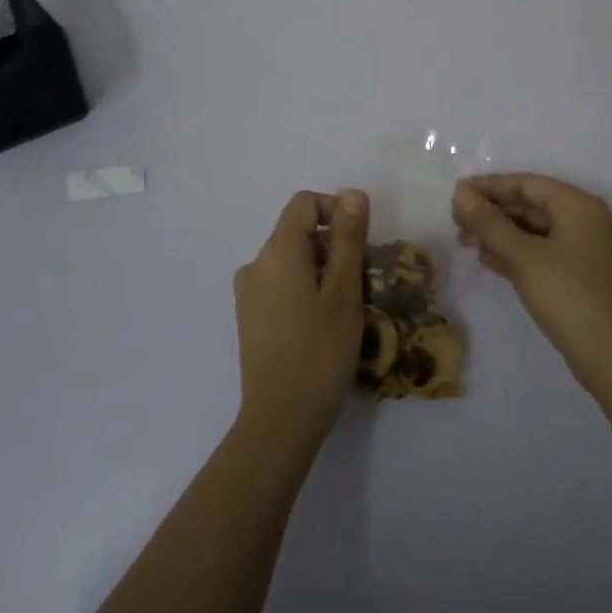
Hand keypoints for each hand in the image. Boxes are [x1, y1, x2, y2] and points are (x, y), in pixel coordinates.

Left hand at [233, 189, 368, 449]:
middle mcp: (256, 264)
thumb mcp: (344, 290)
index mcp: (277, 251)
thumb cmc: (320, 350)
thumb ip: (348, 238)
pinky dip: (306, 289)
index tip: (362, 242)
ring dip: (322, 269)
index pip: (304, 203)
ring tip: (346, 306)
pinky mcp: (250, 318)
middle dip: (334, 245)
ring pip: (292, 261)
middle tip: (362, 280)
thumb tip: (352, 193)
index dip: (336, 210)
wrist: (280, 419)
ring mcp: (248, 293)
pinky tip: (323, 324)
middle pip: (298, 232)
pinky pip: (281, 284)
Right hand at [453, 174, 611, 394]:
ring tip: (464, 241)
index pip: (527, 184)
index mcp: (578, 206)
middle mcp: (584, 221)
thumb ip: (489, 222)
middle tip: (455, 221)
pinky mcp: (579, 277)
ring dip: (499, 234)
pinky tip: (487, 260)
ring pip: (534, 231)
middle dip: (492, 212)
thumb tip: (461, 192)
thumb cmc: (568, 295)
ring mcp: (583, 251)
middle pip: (530, 206)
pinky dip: (514, 253)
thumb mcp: (523, 256)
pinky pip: (541, 253)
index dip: (490, 186)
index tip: (456, 193)